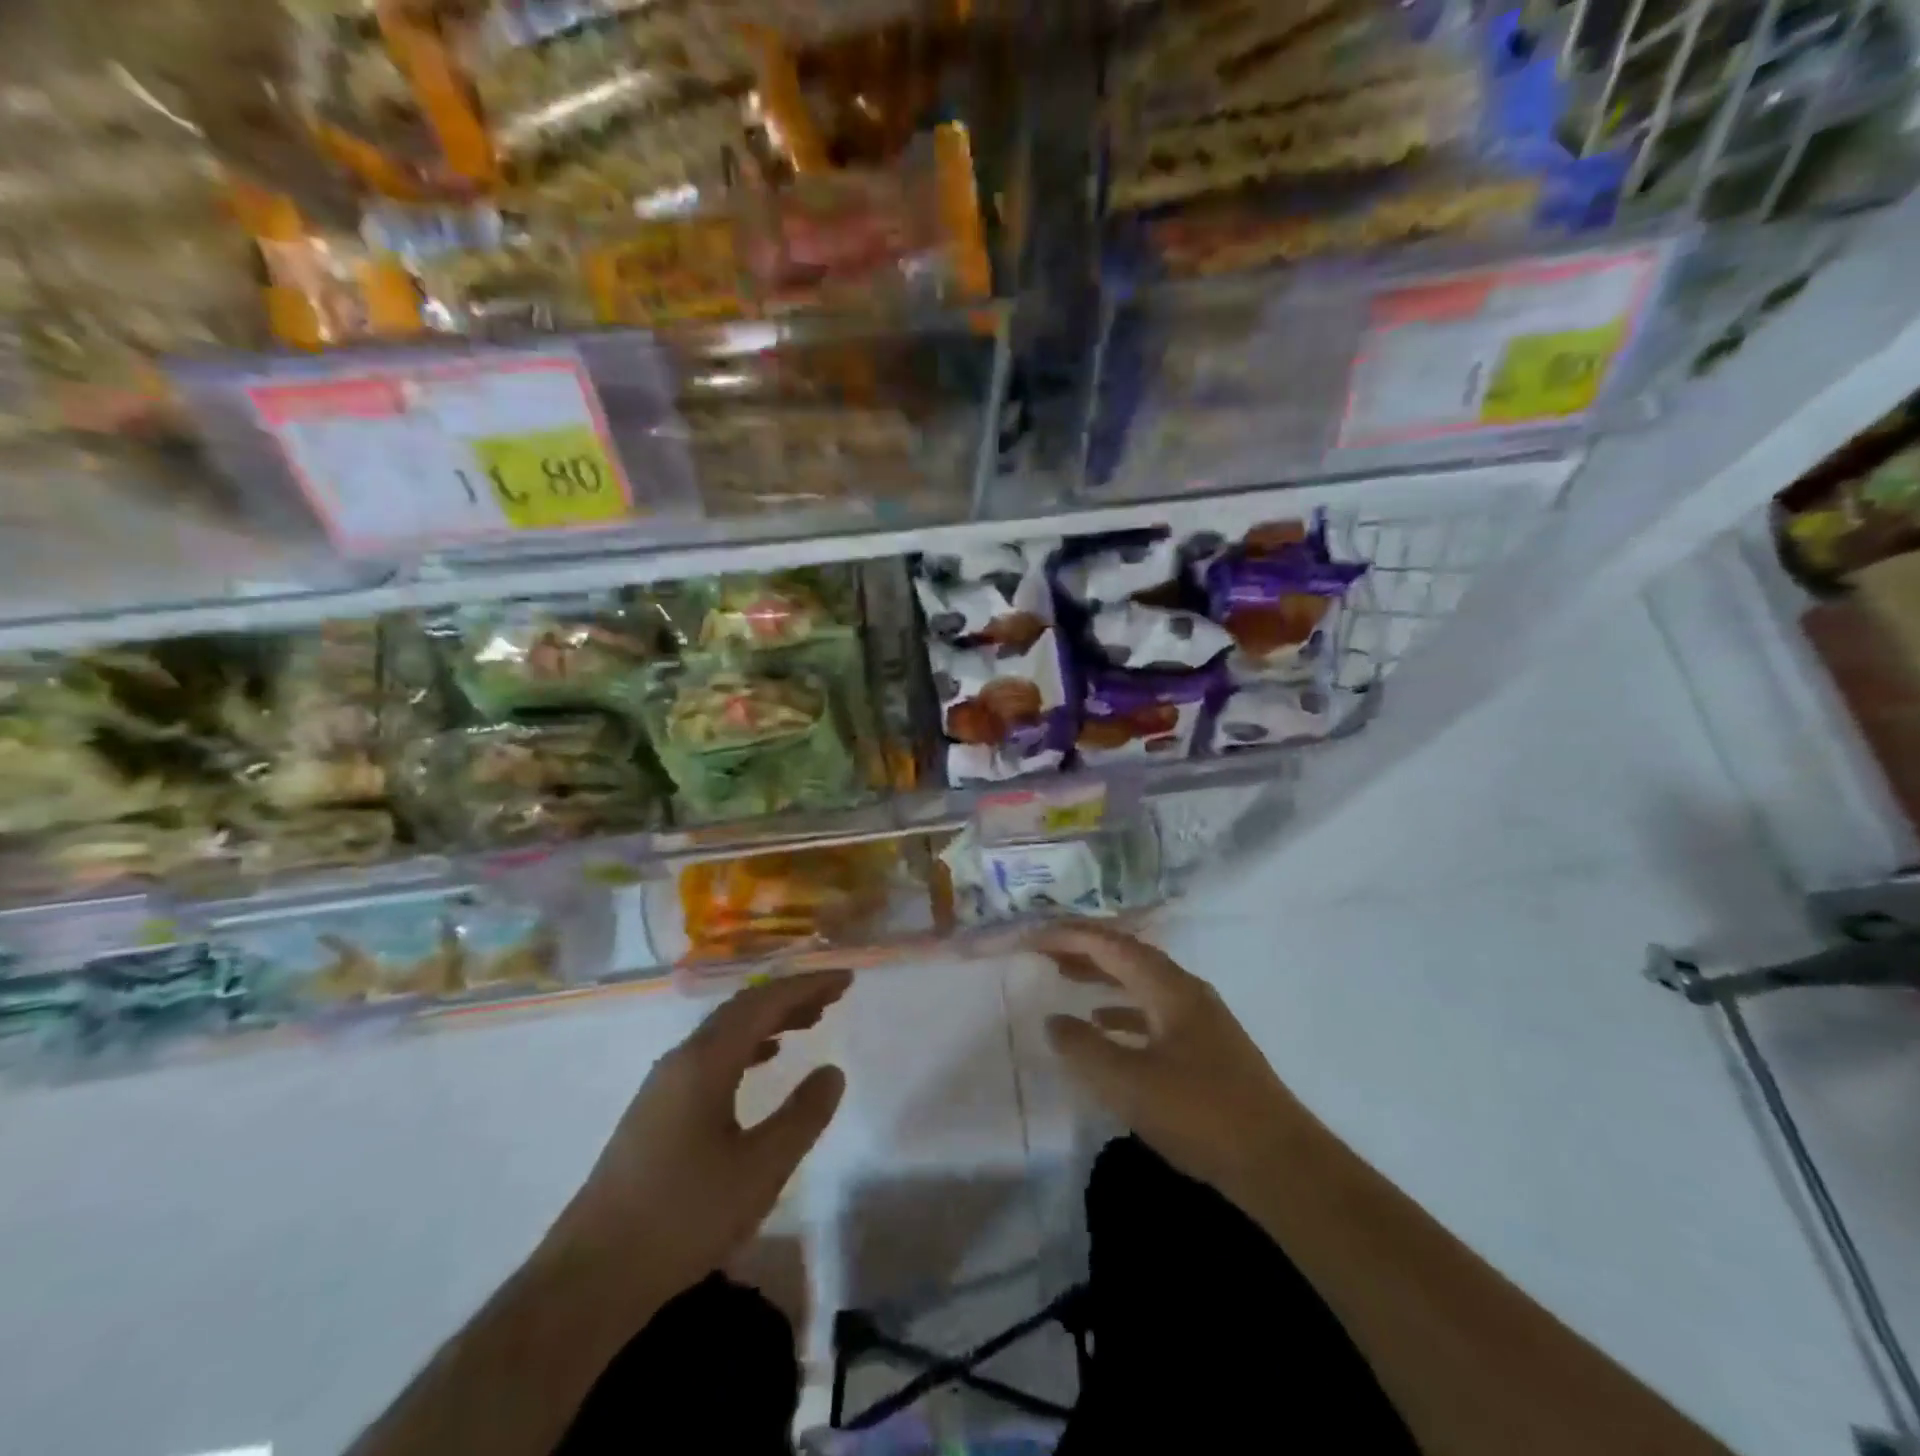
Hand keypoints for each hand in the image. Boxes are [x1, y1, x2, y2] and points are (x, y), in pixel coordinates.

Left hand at [548, 970, 850, 1304]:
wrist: (590, 1279)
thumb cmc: (683, 1217)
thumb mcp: (759, 1170)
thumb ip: (802, 1116)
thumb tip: (832, 1071)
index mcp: (705, 1061)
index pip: (764, 1002)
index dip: (808, 985)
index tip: (845, 978)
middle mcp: (681, 1059)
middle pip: (743, 1008)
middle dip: (790, 996)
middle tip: (834, 995)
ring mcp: (664, 1084)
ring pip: (726, 1031)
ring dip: (769, 1019)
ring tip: (809, 1021)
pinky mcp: (657, 1110)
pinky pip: (712, 1055)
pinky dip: (747, 1045)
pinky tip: (764, 1060)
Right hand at [1034, 921, 1298, 1200]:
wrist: (1279, 1163)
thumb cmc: (1200, 1114)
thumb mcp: (1129, 1083)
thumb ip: (1084, 1048)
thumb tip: (1054, 1021)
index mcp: (1170, 988)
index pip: (1112, 945)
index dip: (1070, 936)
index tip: (1034, 937)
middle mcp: (1186, 992)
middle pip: (1128, 956)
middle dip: (1085, 949)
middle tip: (1045, 951)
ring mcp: (1200, 1020)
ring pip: (1141, 983)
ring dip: (1103, 976)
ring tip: (1066, 978)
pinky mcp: (1206, 1049)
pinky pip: (1154, 1012)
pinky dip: (1124, 1010)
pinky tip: (1106, 1025)